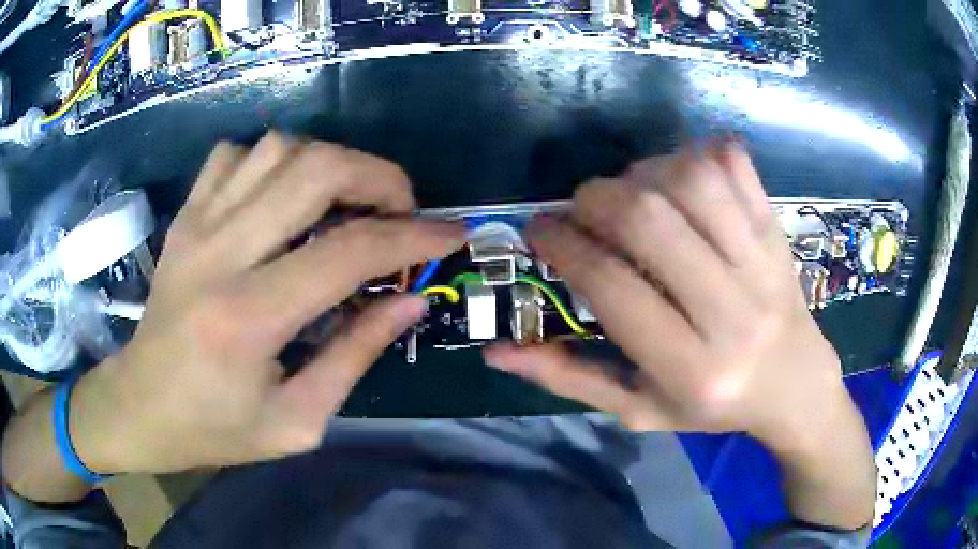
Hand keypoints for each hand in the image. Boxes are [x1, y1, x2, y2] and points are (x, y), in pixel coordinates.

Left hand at [70, 133, 462, 474]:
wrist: (139, 407)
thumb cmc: (214, 430)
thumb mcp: (295, 422)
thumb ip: (355, 356)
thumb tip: (409, 302)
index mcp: (249, 318)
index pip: (349, 250)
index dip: (414, 236)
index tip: (451, 235)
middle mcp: (220, 253)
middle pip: (315, 168)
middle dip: (378, 177)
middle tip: (400, 210)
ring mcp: (196, 225)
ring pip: (278, 148)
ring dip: (328, 165)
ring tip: (345, 205)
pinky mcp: (184, 217)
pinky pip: (235, 155)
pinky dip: (272, 161)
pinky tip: (280, 198)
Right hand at [484, 143, 874, 526]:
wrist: (795, 387)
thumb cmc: (714, 408)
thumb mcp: (638, 409)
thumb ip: (570, 378)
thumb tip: (496, 351)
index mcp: (691, 368)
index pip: (613, 287)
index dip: (563, 246)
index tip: (539, 230)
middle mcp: (732, 311)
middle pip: (650, 221)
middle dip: (595, 200)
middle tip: (581, 209)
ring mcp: (763, 262)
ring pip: (693, 180)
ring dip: (643, 171)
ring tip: (631, 192)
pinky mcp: (777, 230)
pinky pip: (736, 165)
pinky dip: (698, 153)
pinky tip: (681, 176)